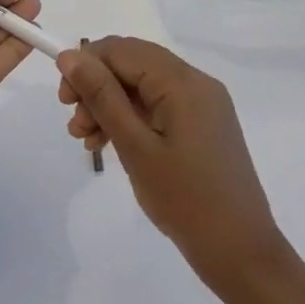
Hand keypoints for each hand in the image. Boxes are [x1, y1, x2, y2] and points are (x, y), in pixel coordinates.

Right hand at [58, 37, 288, 285]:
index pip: (122, 50)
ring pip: (143, 85)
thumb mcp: (135, 146)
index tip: (63, 99)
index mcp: (182, 81)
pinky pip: (159, 104)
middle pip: (133, 63)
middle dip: (96, 86)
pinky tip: (110, 144)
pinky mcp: (203, 123)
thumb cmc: (184, 200)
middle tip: (74, 124)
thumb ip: (101, 96)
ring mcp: (202, 103)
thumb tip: (69, 55)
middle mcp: (196, 82)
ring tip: (86, 140)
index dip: (87, 65)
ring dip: (110, 104)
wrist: (240, 253)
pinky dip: (131, 117)